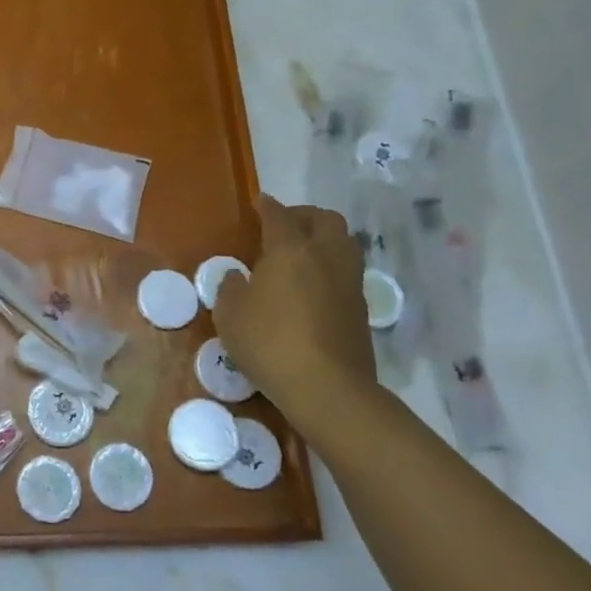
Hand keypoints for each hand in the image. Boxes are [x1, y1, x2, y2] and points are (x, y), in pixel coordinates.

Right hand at [214, 194, 374, 416]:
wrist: (327, 387)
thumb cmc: (269, 342)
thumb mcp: (230, 315)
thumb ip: (231, 288)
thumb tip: (238, 277)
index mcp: (290, 250)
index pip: (279, 215)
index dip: (267, 206)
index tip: (259, 203)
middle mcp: (325, 256)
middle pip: (324, 219)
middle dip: (304, 215)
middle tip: (283, 226)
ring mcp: (348, 281)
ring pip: (343, 243)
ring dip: (323, 239)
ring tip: (300, 254)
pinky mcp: (360, 307)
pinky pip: (346, 272)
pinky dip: (330, 267)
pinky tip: (311, 286)